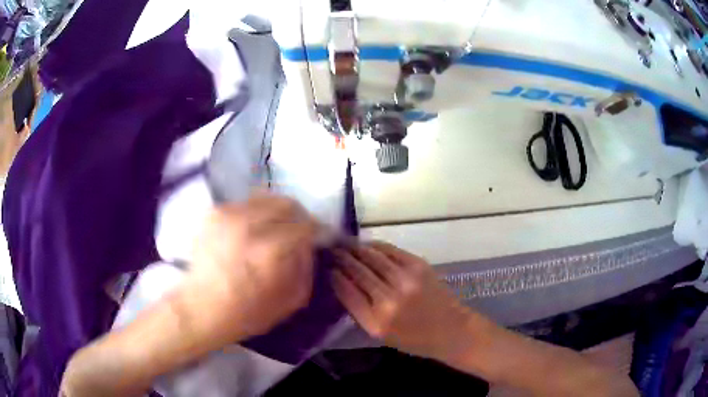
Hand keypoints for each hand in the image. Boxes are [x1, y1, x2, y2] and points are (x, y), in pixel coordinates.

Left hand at [184, 193, 318, 343]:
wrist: (200, 308)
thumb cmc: (246, 313)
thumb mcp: (290, 301)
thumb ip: (306, 267)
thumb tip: (309, 244)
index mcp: (271, 249)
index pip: (306, 224)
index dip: (317, 229)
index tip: (319, 236)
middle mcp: (249, 223)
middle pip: (287, 203)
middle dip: (298, 216)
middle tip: (298, 230)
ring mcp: (228, 214)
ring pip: (265, 197)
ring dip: (276, 212)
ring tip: (273, 229)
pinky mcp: (214, 212)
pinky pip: (244, 204)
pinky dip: (254, 214)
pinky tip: (250, 232)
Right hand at [332, 242, 469, 359]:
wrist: (450, 329)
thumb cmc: (413, 338)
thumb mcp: (379, 334)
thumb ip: (358, 310)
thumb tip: (341, 282)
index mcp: (375, 321)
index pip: (345, 291)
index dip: (333, 275)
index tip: (326, 267)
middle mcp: (388, 299)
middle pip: (356, 270)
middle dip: (340, 257)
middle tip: (330, 250)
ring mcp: (405, 279)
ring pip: (371, 256)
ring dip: (355, 248)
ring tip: (344, 244)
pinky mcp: (418, 265)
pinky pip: (390, 250)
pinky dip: (375, 246)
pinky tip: (366, 245)